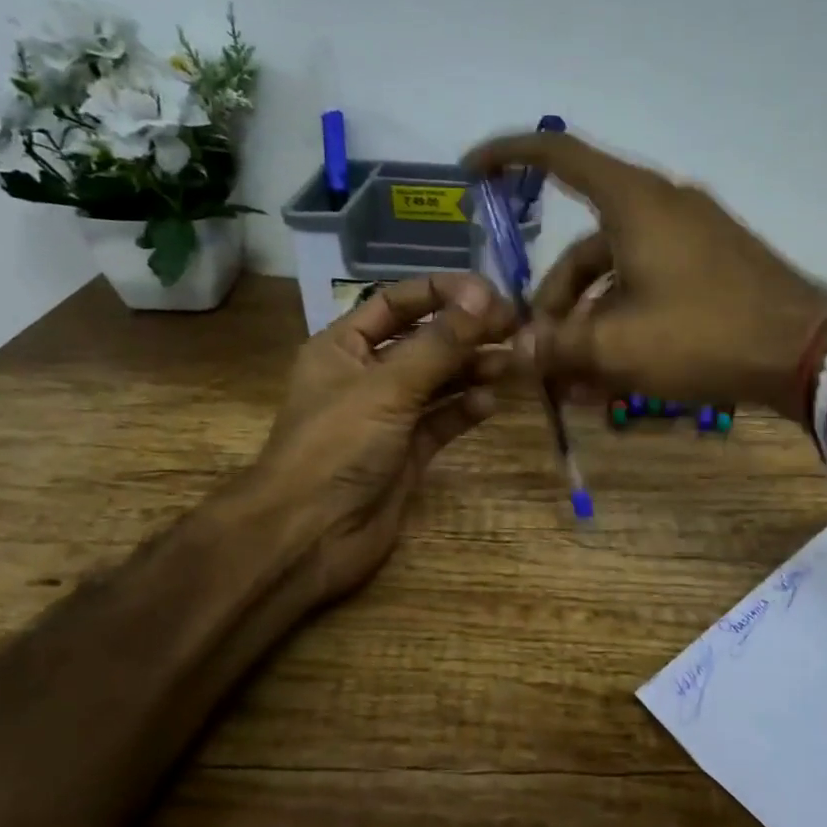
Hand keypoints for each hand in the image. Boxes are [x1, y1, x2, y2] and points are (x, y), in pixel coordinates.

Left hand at [238, 273, 516, 603]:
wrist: (310, 534)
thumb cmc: (338, 447)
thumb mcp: (388, 386)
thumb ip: (439, 344)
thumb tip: (483, 297)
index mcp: (344, 347)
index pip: (396, 303)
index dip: (441, 292)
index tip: (490, 293)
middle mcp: (368, 376)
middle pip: (425, 341)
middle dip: (466, 332)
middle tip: (516, 327)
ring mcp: (389, 417)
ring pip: (439, 382)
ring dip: (473, 369)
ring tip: (513, 362)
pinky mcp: (408, 453)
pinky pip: (443, 421)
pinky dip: (466, 410)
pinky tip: (490, 404)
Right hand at [463, 131, 826, 418]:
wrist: (806, 351)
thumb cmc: (703, 335)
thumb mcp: (618, 346)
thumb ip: (558, 346)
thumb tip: (516, 352)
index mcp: (634, 202)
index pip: (559, 155)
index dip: (509, 157)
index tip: (471, 171)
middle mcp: (661, 207)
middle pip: (584, 247)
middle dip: (555, 302)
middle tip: (541, 355)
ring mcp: (691, 236)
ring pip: (616, 275)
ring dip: (590, 324)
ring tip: (576, 383)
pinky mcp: (712, 266)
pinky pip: (650, 287)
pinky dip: (626, 322)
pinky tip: (615, 376)